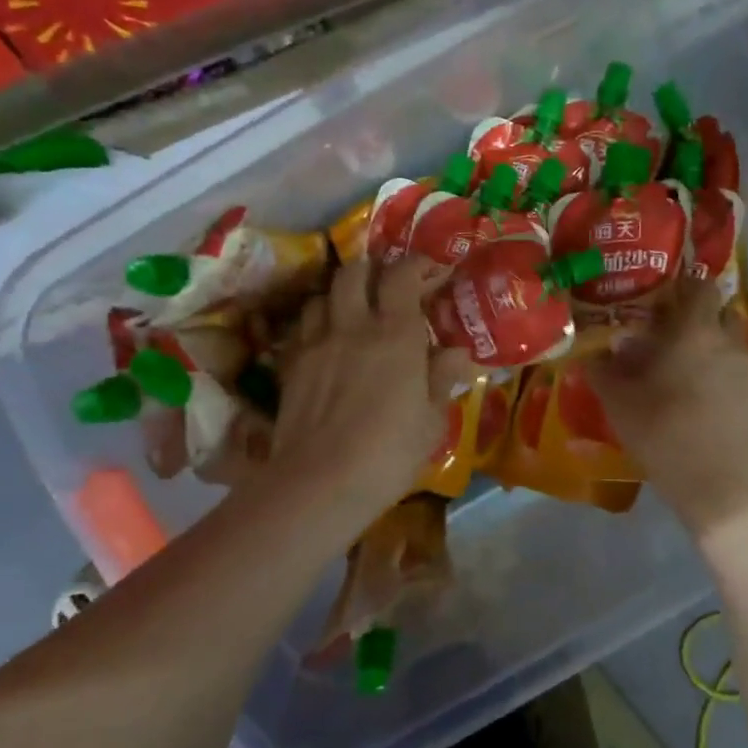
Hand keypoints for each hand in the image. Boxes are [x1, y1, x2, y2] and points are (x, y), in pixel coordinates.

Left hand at [269, 258, 473, 529]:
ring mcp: (317, 342)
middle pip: (355, 272)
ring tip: (353, 313)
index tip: (429, 271)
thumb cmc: (388, 454)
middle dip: (372, 270)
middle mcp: (354, 326)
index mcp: (396, 334)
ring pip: (323, 295)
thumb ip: (442, 379)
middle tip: (386, 287)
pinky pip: (303, 326)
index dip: (416, 265)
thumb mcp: (430, 422)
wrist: (319, 483)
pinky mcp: (291, 363)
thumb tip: (457, 353)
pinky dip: (317, 323)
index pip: (402, 275)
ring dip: (340, 296)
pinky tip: (326, 343)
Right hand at [587, 276, 747, 540]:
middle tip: (664, 337)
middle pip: (716, 313)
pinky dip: (721, 376)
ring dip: (707, 349)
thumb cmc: (667, 438)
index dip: (680, 285)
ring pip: (729, 344)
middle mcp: (729, 343)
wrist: (726, 491)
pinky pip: (738, 372)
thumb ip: (604, 372)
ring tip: (681, 373)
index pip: (698, 286)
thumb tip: (593, 354)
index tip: (659, 297)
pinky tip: (702, 403)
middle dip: (693, 319)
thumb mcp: (621, 406)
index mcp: (696, 333)